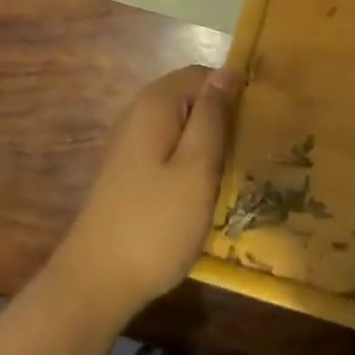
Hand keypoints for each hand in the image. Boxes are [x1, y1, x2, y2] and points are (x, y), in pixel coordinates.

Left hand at [51, 65, 241, 319]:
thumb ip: (212, 116)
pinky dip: (190, 162)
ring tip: (235, 172)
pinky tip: (204, 190)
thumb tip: (227, 71)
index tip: (258, 123)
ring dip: (208, 143)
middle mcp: (138, 113)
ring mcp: (130, 143)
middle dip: (221, 118)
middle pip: (191, 98)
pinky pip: (169, 149)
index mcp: (155, 104)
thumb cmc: (156, 223)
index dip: (232, 92)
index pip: (203, 74)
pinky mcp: (129, 171)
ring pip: (181, 126)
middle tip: (250, 151)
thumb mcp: (197, 168)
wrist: (96, 282)